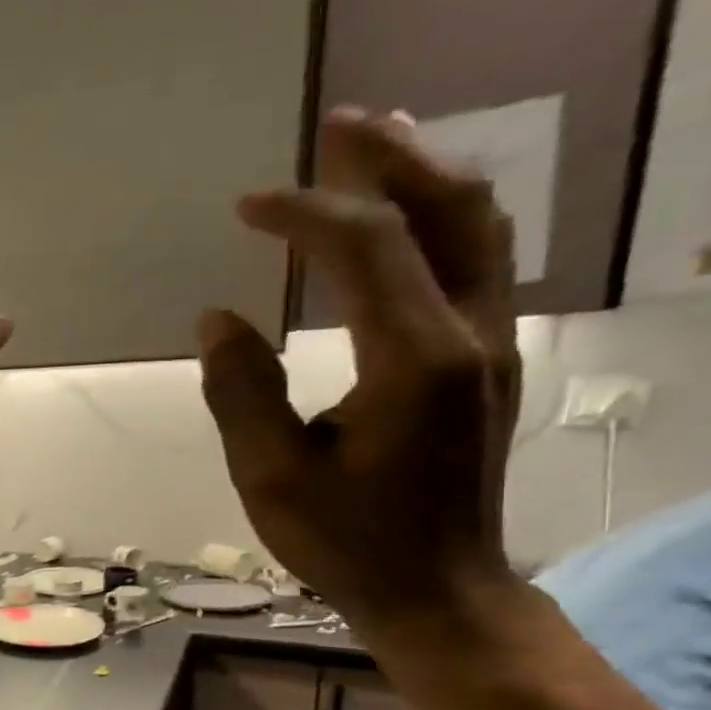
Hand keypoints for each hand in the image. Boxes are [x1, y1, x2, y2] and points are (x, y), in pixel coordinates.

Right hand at [198, 108, 521, 629]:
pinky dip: (439, 220)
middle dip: (392, 158)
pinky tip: (401, 218)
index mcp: (415, 360)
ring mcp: (491, 343)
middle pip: (449, 211)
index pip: (366, 248)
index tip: (245, 206)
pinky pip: (475, 261)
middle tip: (338, 122)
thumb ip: (242, 392)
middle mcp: (470, 334)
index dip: (305, 214)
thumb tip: (218, 317)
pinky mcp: (486, 360)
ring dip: (427, 177)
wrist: (437, 587)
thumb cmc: (346, 541)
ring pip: (479, 228)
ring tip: (374, 145)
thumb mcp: (270, 476)